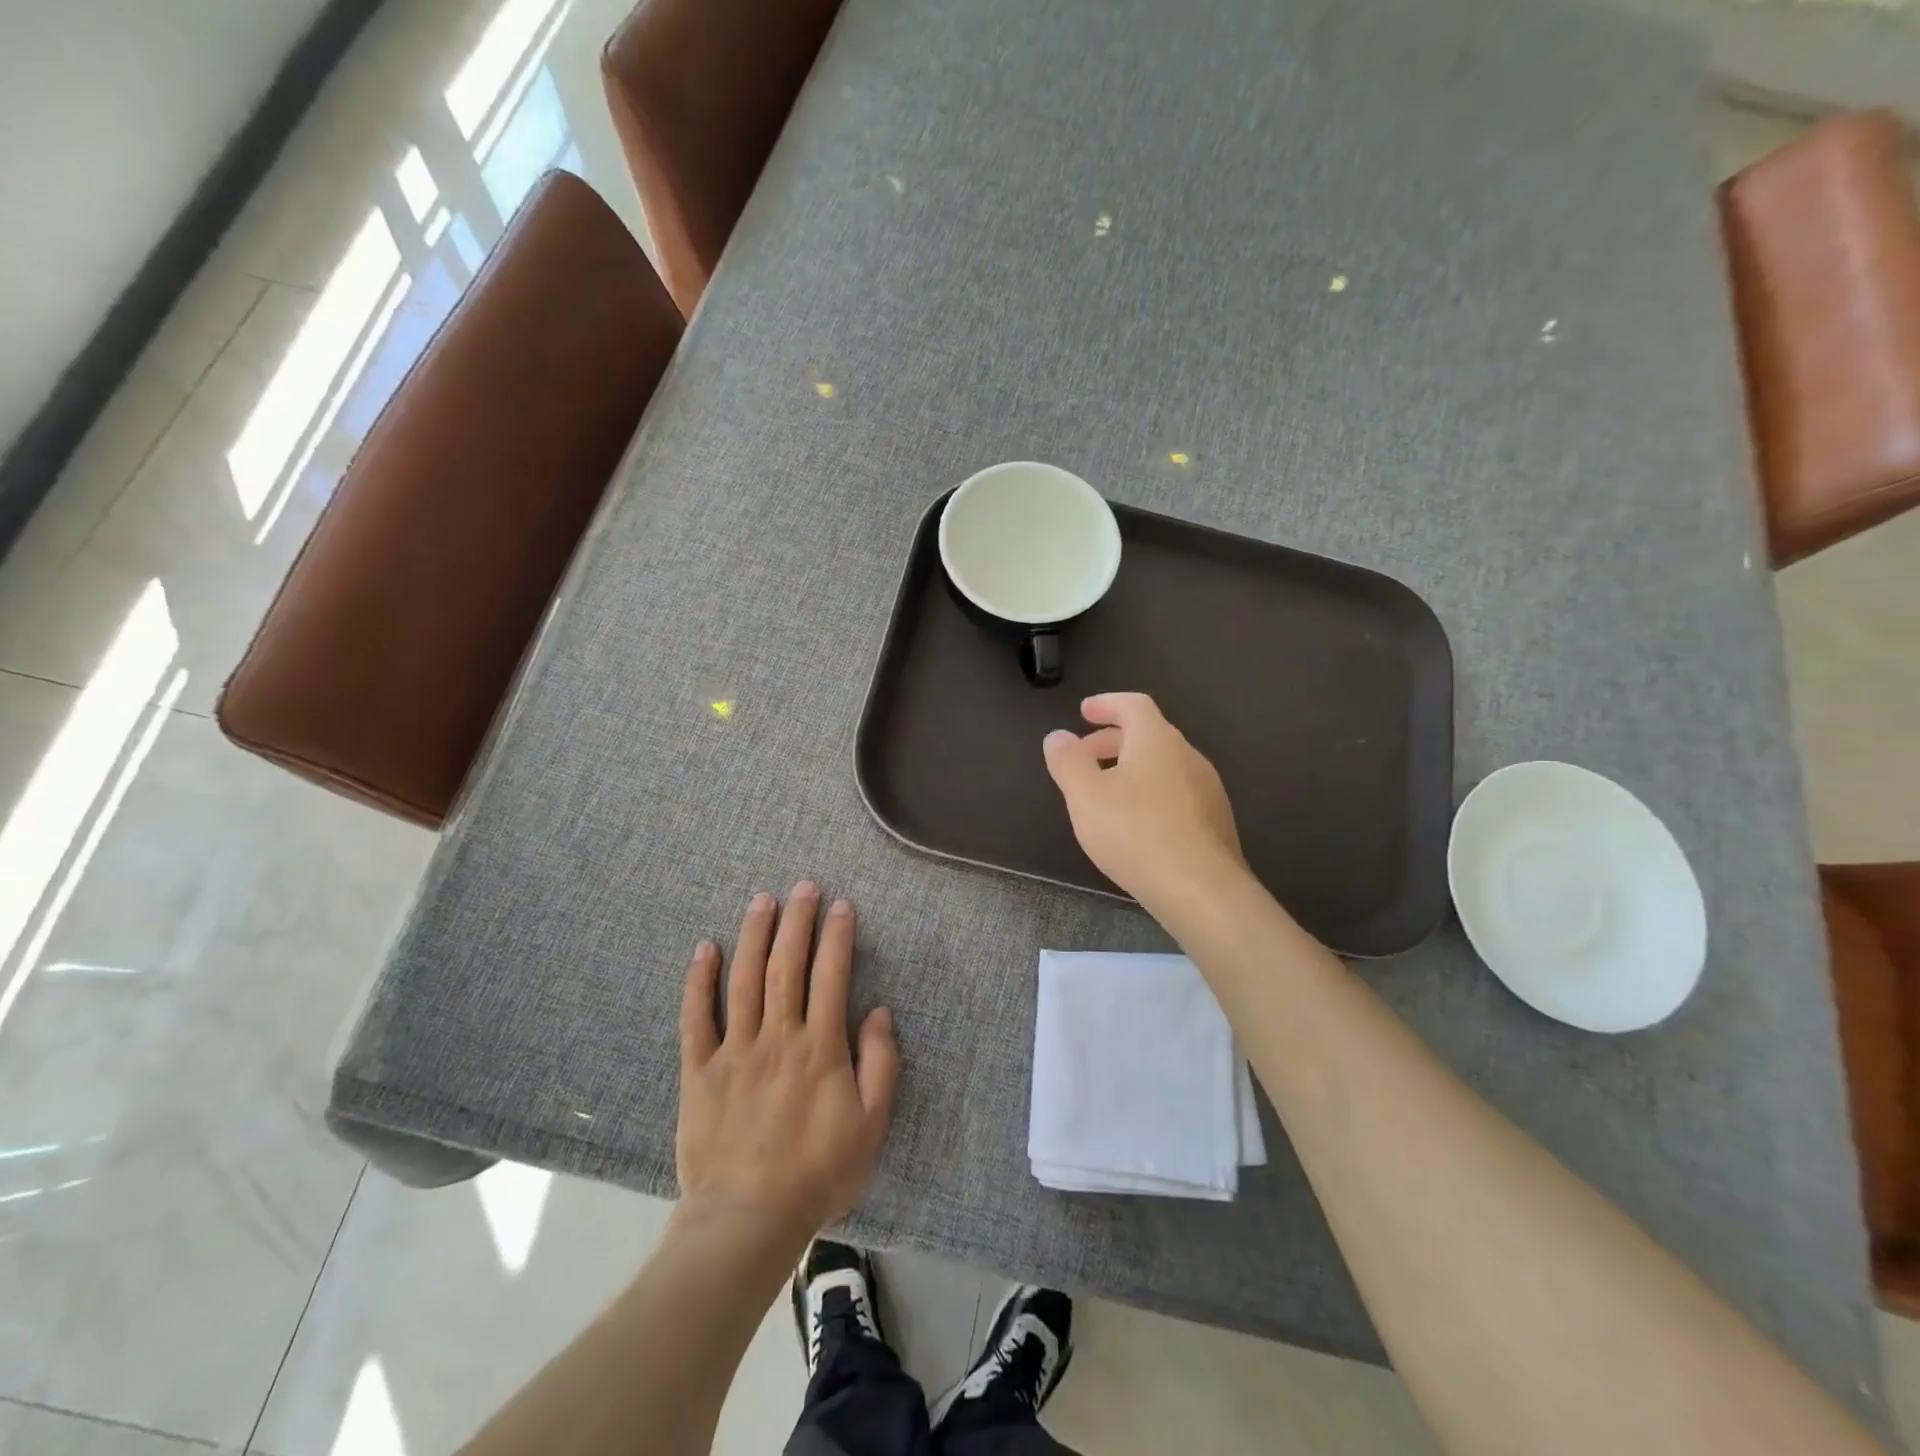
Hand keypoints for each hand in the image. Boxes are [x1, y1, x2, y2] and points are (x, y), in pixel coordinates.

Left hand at [677, 884, 898, 1250]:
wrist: (747, 1221)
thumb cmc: (818, 1173)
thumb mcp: (871, 1125)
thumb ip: (881, 1064)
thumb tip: (879, 1011)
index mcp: (820, 1047)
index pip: (831, 975)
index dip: (838, 936)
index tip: (842, 905)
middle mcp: (777, 1036)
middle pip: (786, 965)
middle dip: (797, 921)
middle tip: (803, 887)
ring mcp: (734, 1051)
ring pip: (744, 980)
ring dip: (754, 935)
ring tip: (762, 901)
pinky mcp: (699, 1071)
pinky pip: (696, 1018)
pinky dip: (700, 981)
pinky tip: (705, 949)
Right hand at [1042, 693, 1246, 914]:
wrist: (1201, 889)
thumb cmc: (1135, 833)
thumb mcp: (1085, 796)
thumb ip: (1068, 761)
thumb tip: (1058, 736)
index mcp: (1156, 740)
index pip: (1133, 705)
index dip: (1106, 704)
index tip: (1084, 712)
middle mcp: (1188, 756)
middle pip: (1149, 734)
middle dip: (1113, 739)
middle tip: (1085, 755)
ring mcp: (1207, 789)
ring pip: (1164, 765)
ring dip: (1132, 767)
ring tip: (1106, 793)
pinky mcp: (1215, 821)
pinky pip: (1177, 792)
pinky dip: (1151, 793)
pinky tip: (1137, 823)